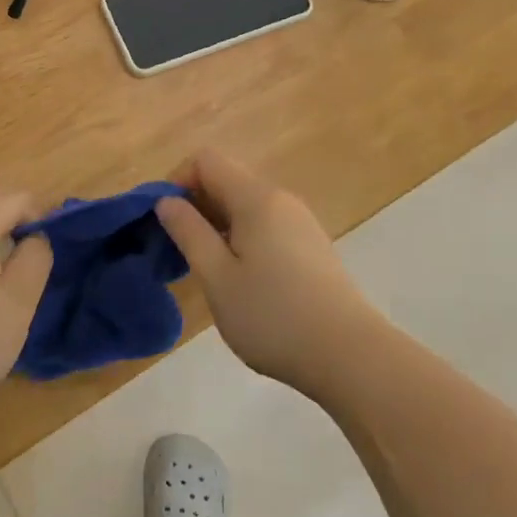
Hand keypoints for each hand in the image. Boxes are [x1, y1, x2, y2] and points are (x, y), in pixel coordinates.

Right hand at [156, 150, 383, 394]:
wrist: (350, 355)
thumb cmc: (273, 316)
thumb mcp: (217, 278)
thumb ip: (189, 232)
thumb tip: (166, 201)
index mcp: (256, 198)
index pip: (206, 160)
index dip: (178, 182)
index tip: (166, 223)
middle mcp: (280, 199)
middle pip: (227, 180)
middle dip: (196, 206)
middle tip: (181, 252)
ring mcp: (300, 222)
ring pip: (246, 205)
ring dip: (218, 226)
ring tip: (210, 271)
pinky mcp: (311, 246)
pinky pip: (266, 225)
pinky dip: (243, 239)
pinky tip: (243, 281)